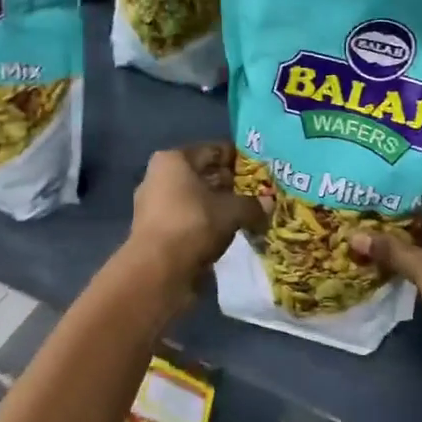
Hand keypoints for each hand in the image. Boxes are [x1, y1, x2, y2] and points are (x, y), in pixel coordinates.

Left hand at [124, 144, 265, 289]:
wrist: (157, 271)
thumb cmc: (193, 224)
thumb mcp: (232, 211)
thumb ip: (252, 204)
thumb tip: (269, 203)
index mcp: (173, 160)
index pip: (212, 150)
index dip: (237, 159)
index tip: (259, 170)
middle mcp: (158, 176)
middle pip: (201, 174)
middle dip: (228, 184)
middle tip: (256, 193)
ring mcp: (153, 205)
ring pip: (194, 199)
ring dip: (217, 206)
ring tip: (244, 214)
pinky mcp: (154, 231)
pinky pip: (187, 219)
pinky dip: (205, 223)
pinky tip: (225, 232)